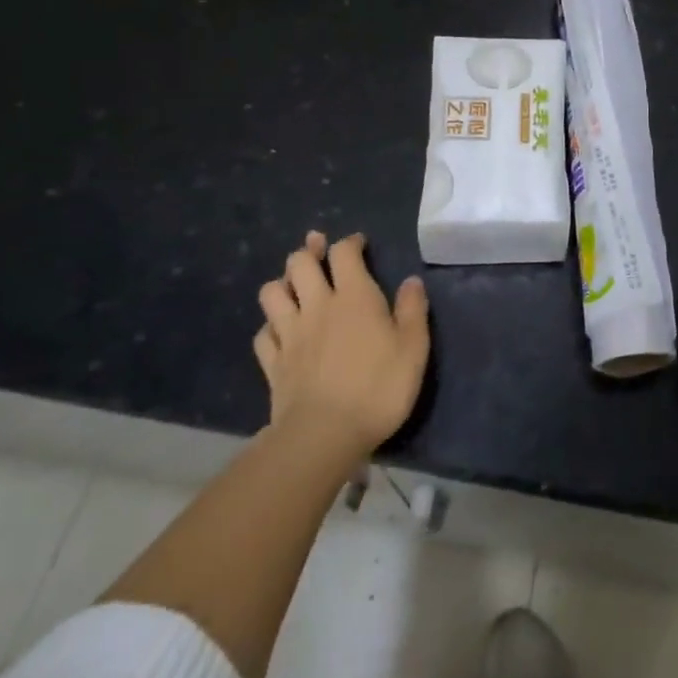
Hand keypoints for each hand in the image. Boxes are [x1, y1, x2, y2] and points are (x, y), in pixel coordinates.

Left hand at [253, 231, 429, 459]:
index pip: (344, 253)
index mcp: (354, 296)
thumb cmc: (378, 387)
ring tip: (295, 288)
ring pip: (271, 293)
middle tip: (319, 251)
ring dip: (282, 284)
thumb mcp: (414, 347)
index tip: (359, 244)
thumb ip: (412, 310)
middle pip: (299, 263)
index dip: (350, 242)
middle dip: (308, 252)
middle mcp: (317, 306)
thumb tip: (411, 281)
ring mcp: (289, 334)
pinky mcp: (273, 364)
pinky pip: (263, 334)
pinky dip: (271, 326)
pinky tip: (281, 332)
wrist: (325, 435)